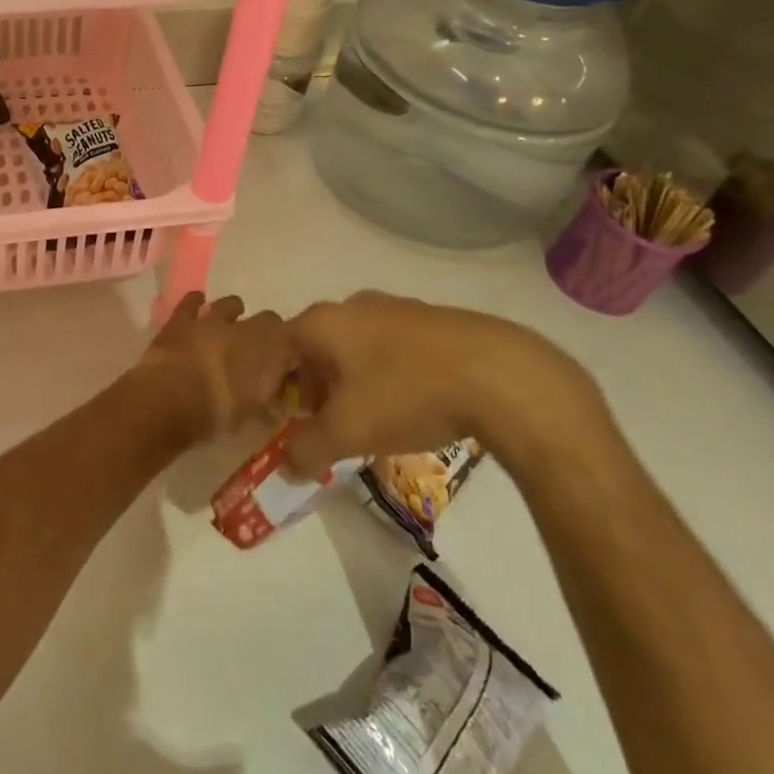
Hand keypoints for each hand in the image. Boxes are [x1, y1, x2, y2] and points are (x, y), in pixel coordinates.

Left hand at [135, 292, 295, 445]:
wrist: (169, 399)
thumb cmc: (218, 414)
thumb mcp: (253, 420)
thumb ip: (269, 409)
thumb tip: (277, 406)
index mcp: (271, 351)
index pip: (294, 341)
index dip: (291, 352)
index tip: (288, 366)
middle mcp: (246, 328)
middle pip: (268, 320)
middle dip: (267, 332)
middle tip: (260, 350)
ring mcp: (212, 320)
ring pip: (230, 304)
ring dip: (234, 312)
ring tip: (232, 321)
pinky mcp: (182, 320)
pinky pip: (191, 302)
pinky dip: (196, 301)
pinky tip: (198, 302)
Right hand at [282, 291, 606, 479]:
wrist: (498, 373)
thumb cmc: (406, 394)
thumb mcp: (347, 432)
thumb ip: (307, 450)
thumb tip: (285, 467)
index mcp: (322, 322)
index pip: (279, 348)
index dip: (275, 384)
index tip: (285, 417)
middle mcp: (352, 305)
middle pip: (316, 346)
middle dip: (315, 385)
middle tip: (325, 423)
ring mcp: (394, 307)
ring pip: (355, 346)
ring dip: (351, 380)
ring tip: (369, 419)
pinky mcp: (430, 320)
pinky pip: (390, 347)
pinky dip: (386, 373)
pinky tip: (408, 404)